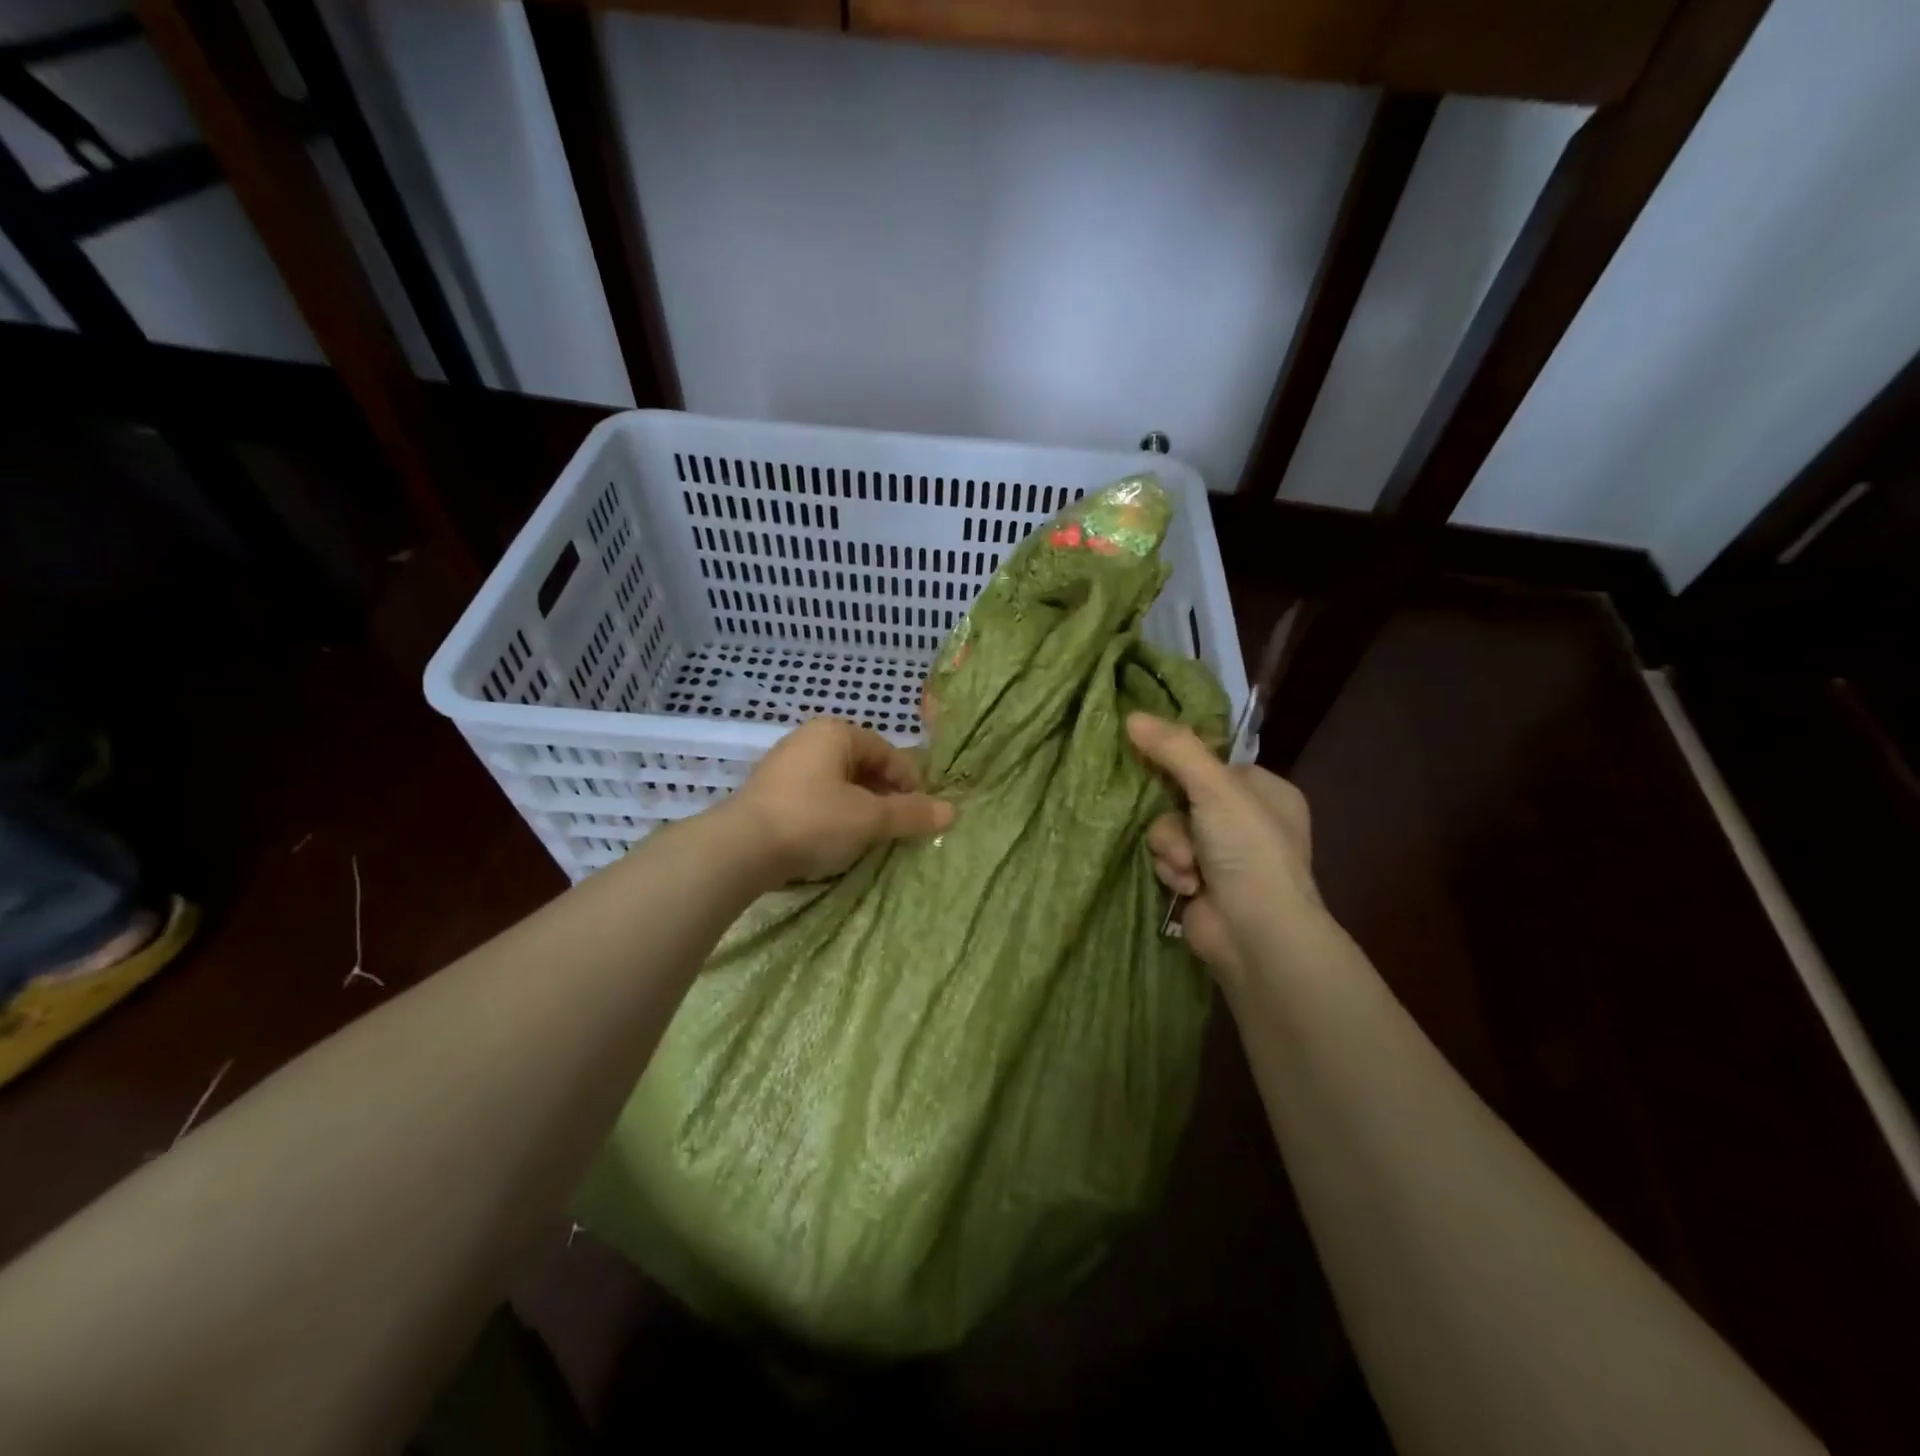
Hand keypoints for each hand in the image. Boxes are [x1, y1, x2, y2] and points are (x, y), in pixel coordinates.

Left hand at [726, 717, 954, 883]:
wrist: (740, 848)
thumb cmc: (814, 820)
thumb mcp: (869, 819)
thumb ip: (911, 813)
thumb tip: (953, 811)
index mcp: (836, 733)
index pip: (888, 752)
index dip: (910, 782)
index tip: (922, 812)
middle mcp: (809, 739)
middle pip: (863, 765)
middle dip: (884, 795)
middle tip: (898, 826)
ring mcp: (785, 764)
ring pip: (838, 783)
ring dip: (860, 806)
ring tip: (871, 836)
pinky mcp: (769, 792)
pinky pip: (815, 796)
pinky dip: (833, 813)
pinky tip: (836, 839)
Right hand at [1127, 712, 1320, 982]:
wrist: (1256, 935)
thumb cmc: (1248, 851)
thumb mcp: (1215, 789)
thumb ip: (1175, 749)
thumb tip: (1131, 715)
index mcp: (1264, 792)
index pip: (1211, 763)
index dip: (1181, 763)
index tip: (1150, 757)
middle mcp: (1246, 821)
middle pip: (1183, 796)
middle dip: (1173, 816)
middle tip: (1178, 826)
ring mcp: (1223, 855)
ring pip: (1169, 828)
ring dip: (1170, 845)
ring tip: (1186, 867)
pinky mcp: (1201, 883)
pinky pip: (1168, 859)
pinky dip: (1172, 869)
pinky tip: (1186, 886)